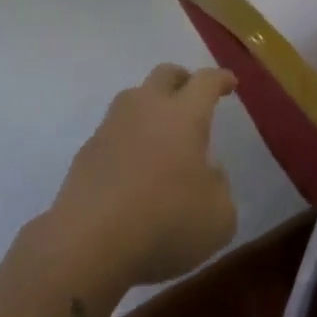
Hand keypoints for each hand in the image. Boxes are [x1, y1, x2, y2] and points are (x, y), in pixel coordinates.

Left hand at [42, 65, 238, 294]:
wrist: (89, 241)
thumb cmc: (165, 222)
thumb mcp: (218, 217)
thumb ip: (219, 187)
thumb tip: (207, 173)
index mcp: (184, 115)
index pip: (205, 82)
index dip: (220, 79)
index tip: (229, 83)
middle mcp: (146, 108)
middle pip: (165, 75)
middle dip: (183, 79)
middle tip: (193, 96)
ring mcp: (111, 126)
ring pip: (134, 98)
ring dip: (151, 107)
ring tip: (162, 132)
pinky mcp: (87, 151)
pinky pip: (114, 132)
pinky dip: (128, 139)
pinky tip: (133, 166)